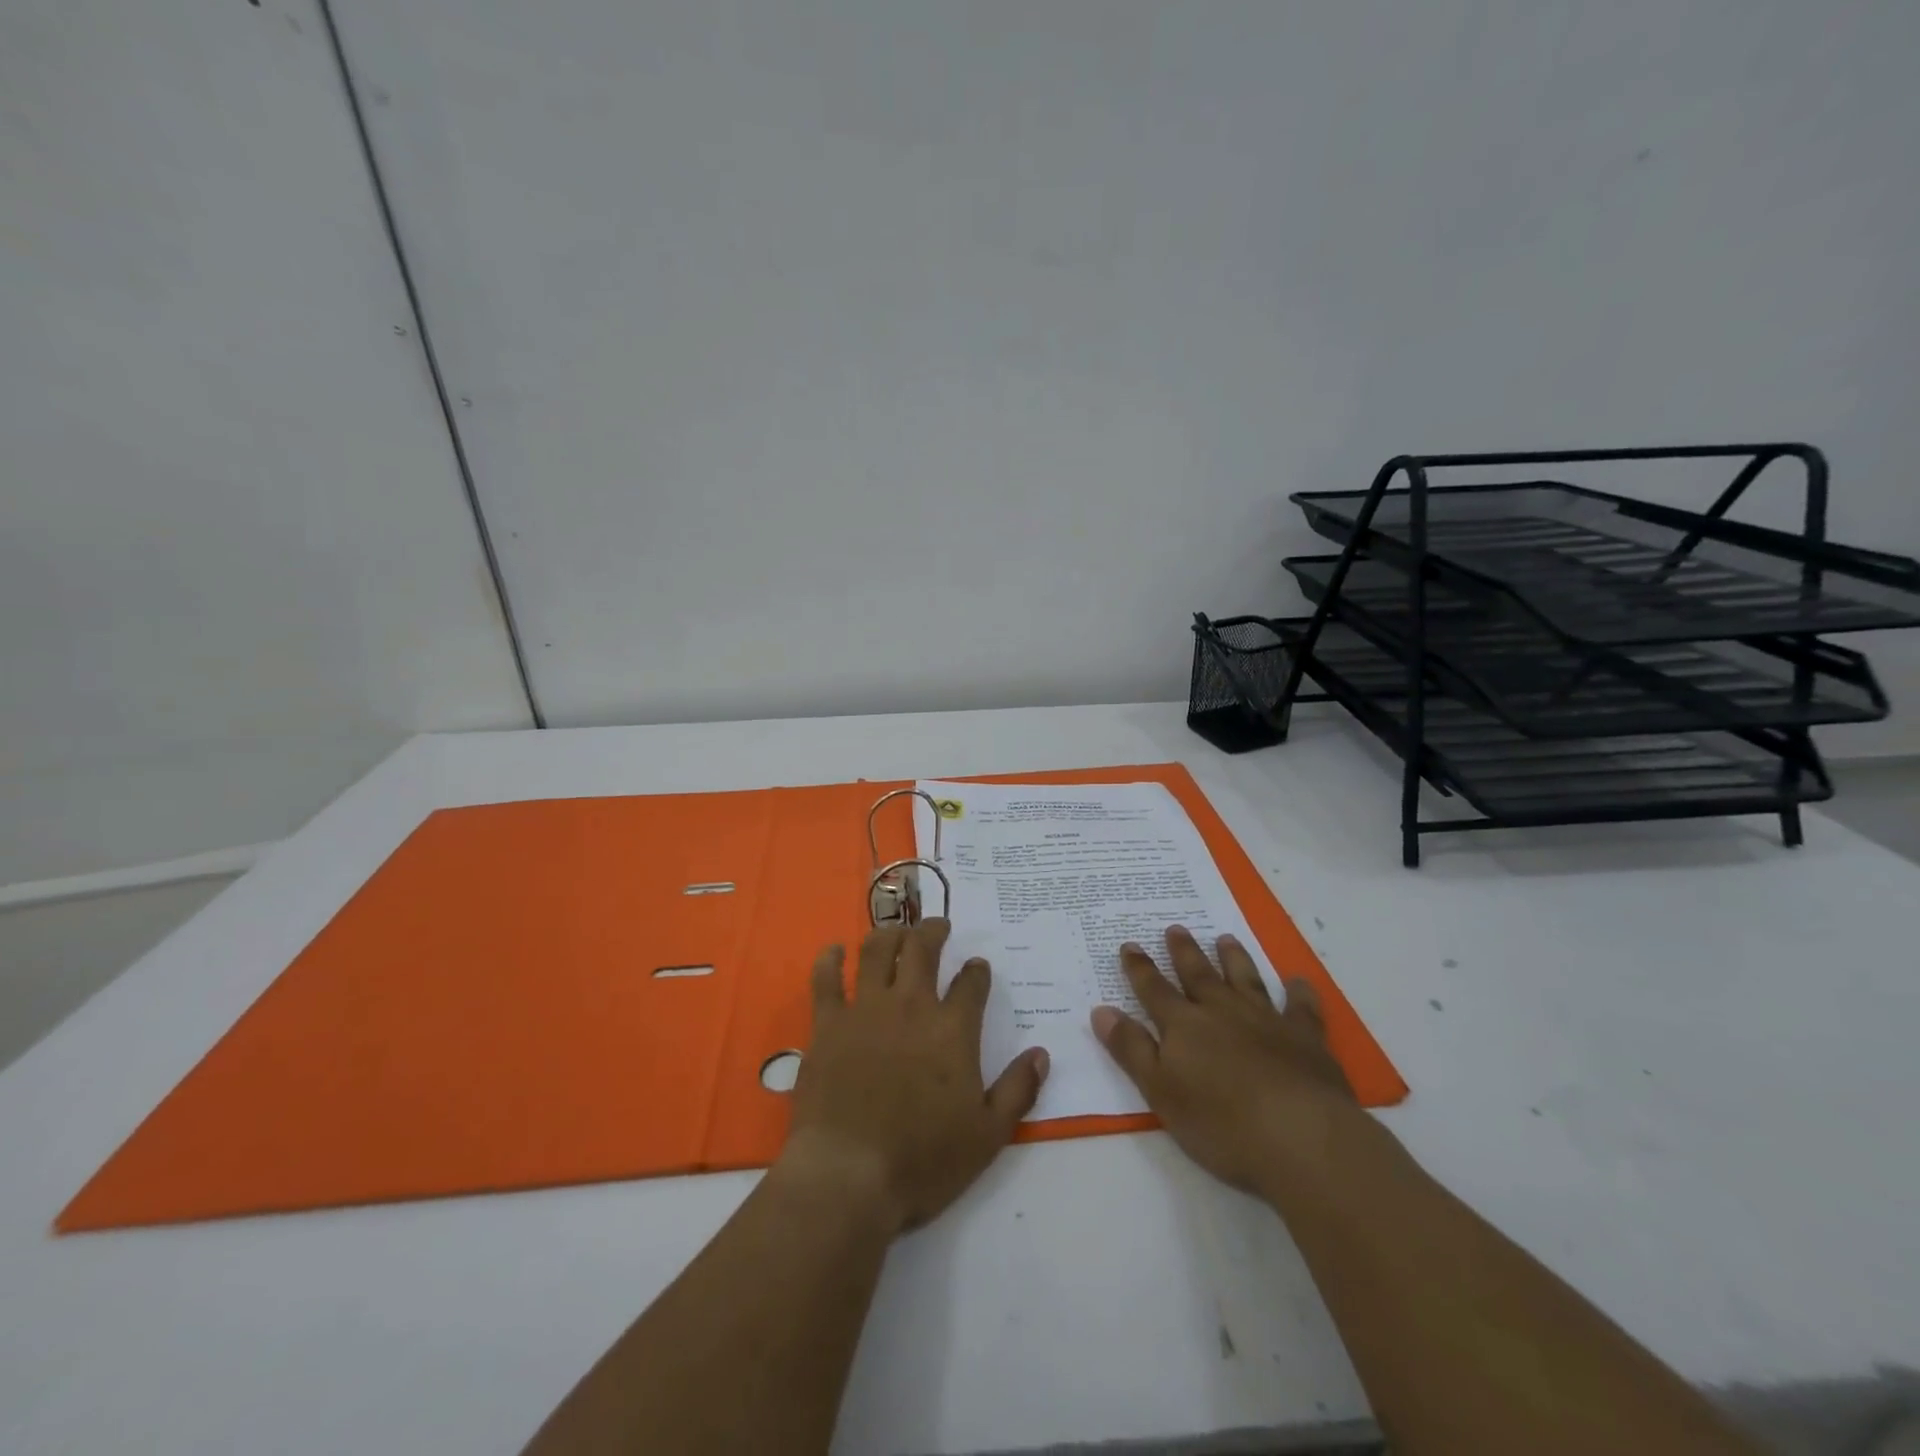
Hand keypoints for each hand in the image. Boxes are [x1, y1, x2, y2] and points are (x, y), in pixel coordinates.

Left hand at [782, 919, 1049, 1235]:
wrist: (849, 1173)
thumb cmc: (923, 1159)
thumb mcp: (988, 1135)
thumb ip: (1018, 1090)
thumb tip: (1041, 1054)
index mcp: (952, 1029)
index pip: (971, 984)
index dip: (977, 971)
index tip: (977, 967)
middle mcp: (910, 1006)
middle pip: (923, 949)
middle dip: (933, 931)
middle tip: (938, 926)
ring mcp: (865, 1010)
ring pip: (877, 951)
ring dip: (890, 934)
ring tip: (896, 932)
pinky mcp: (828, 1024)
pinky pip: (826, 979)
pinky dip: (830, 960)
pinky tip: (835, 951)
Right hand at [1091, 926, 1359, 1198]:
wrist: (1300, 1136)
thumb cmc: (1221, 1123)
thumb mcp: (1161, 1092)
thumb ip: (1131, 1049)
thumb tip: (1102, 1010)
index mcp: (1184, 1026)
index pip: (1154, 990)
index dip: (1139, 969)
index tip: (1129, 945)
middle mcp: (1222, 1012)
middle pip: (1198, 976)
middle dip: (1184, 952)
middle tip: (1176, 928)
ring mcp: (1266, 1021)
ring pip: (1246, 980)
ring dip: (1234, 959)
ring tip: (1225, 938)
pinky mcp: (1306, 1038)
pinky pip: (1301, 1008)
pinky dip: (1299, 992)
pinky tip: (1298, 981)